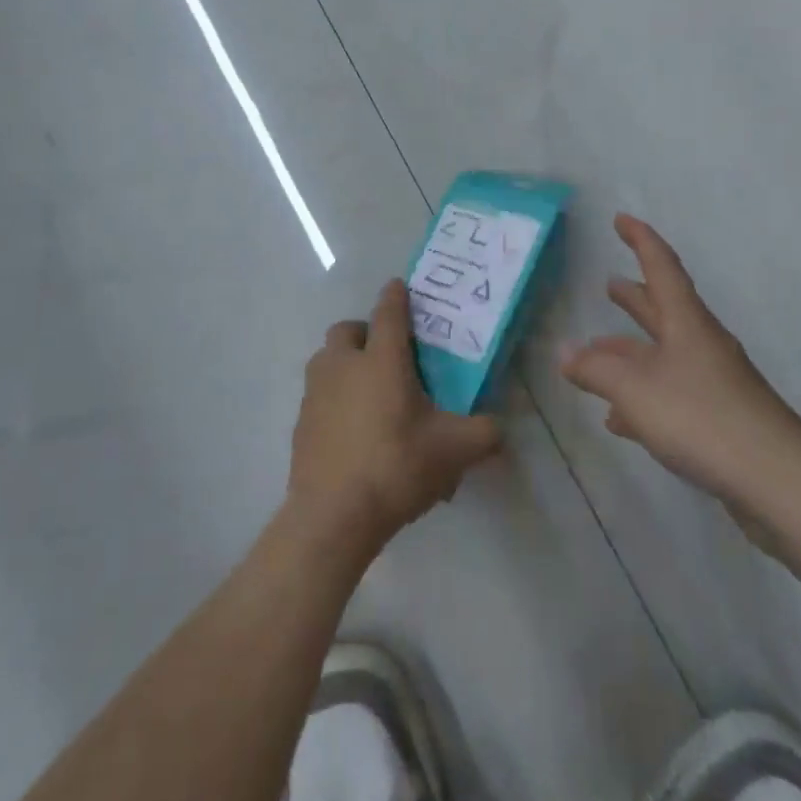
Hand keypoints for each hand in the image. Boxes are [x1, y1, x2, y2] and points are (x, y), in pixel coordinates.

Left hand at [288, 280, 502, 556]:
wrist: (333, 514)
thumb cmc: (396, 467)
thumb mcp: (454, 451)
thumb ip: (484, 433)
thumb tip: (500, 428)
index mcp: (381, 360)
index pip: (388, 312)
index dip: (396, 296)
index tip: (399, 286)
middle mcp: (343, 365)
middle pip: (348, 330)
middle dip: (366, 332)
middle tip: (388, 356)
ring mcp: (316, 392)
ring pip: (328, 360)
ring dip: (346, 363)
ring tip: (370, 392)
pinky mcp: (301, 421)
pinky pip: (319, 395)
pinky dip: (334, 399)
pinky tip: (353, 430)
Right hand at [560, 215, 800, 505]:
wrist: (778, 482)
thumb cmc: (701, 418)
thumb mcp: (635, 389)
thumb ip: (595, 369)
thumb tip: (565, 351)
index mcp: (686, 323)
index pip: (661, 267)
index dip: (640, 240)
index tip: (621, 219)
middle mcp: (701, 345)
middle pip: (663, 310)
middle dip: (635, 298)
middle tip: (610, 285)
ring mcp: (712, 383)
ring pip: (663, 356)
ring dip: (631, 351)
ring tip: (599, 352)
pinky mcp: (717, 421)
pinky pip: (669, 396)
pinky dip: (641, 399)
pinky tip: (618, 419)